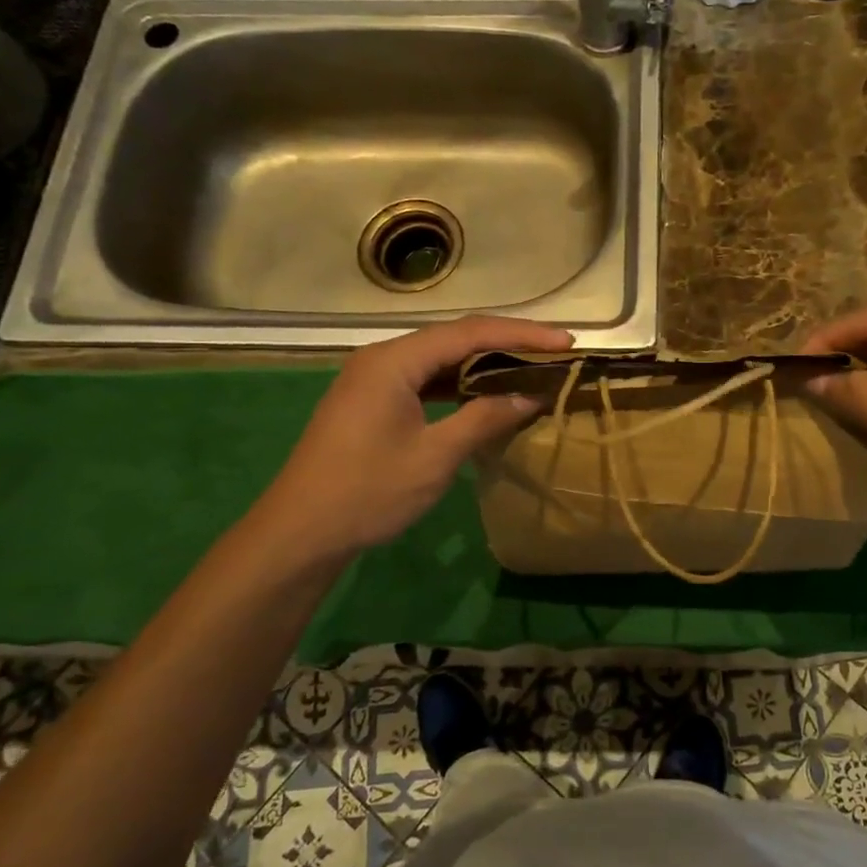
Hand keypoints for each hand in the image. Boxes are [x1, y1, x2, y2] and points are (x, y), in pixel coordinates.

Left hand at [255, 315, 571, 561]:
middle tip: (555, 354)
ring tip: (530, 370)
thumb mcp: (435, 456)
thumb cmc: (368, 492)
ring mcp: (373, 379)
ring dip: (484, 364)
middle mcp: (382, 358)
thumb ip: (484, 418)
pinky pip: (425, 380)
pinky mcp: (371, 401)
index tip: (566, 343)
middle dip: (506, 344)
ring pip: (440, 359)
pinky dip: (460, 384)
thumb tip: (530, 397)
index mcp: (394, 361)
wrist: (300, 533)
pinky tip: (485, 394)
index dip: (522, 335)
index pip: (470, 333)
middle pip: (454, 338)